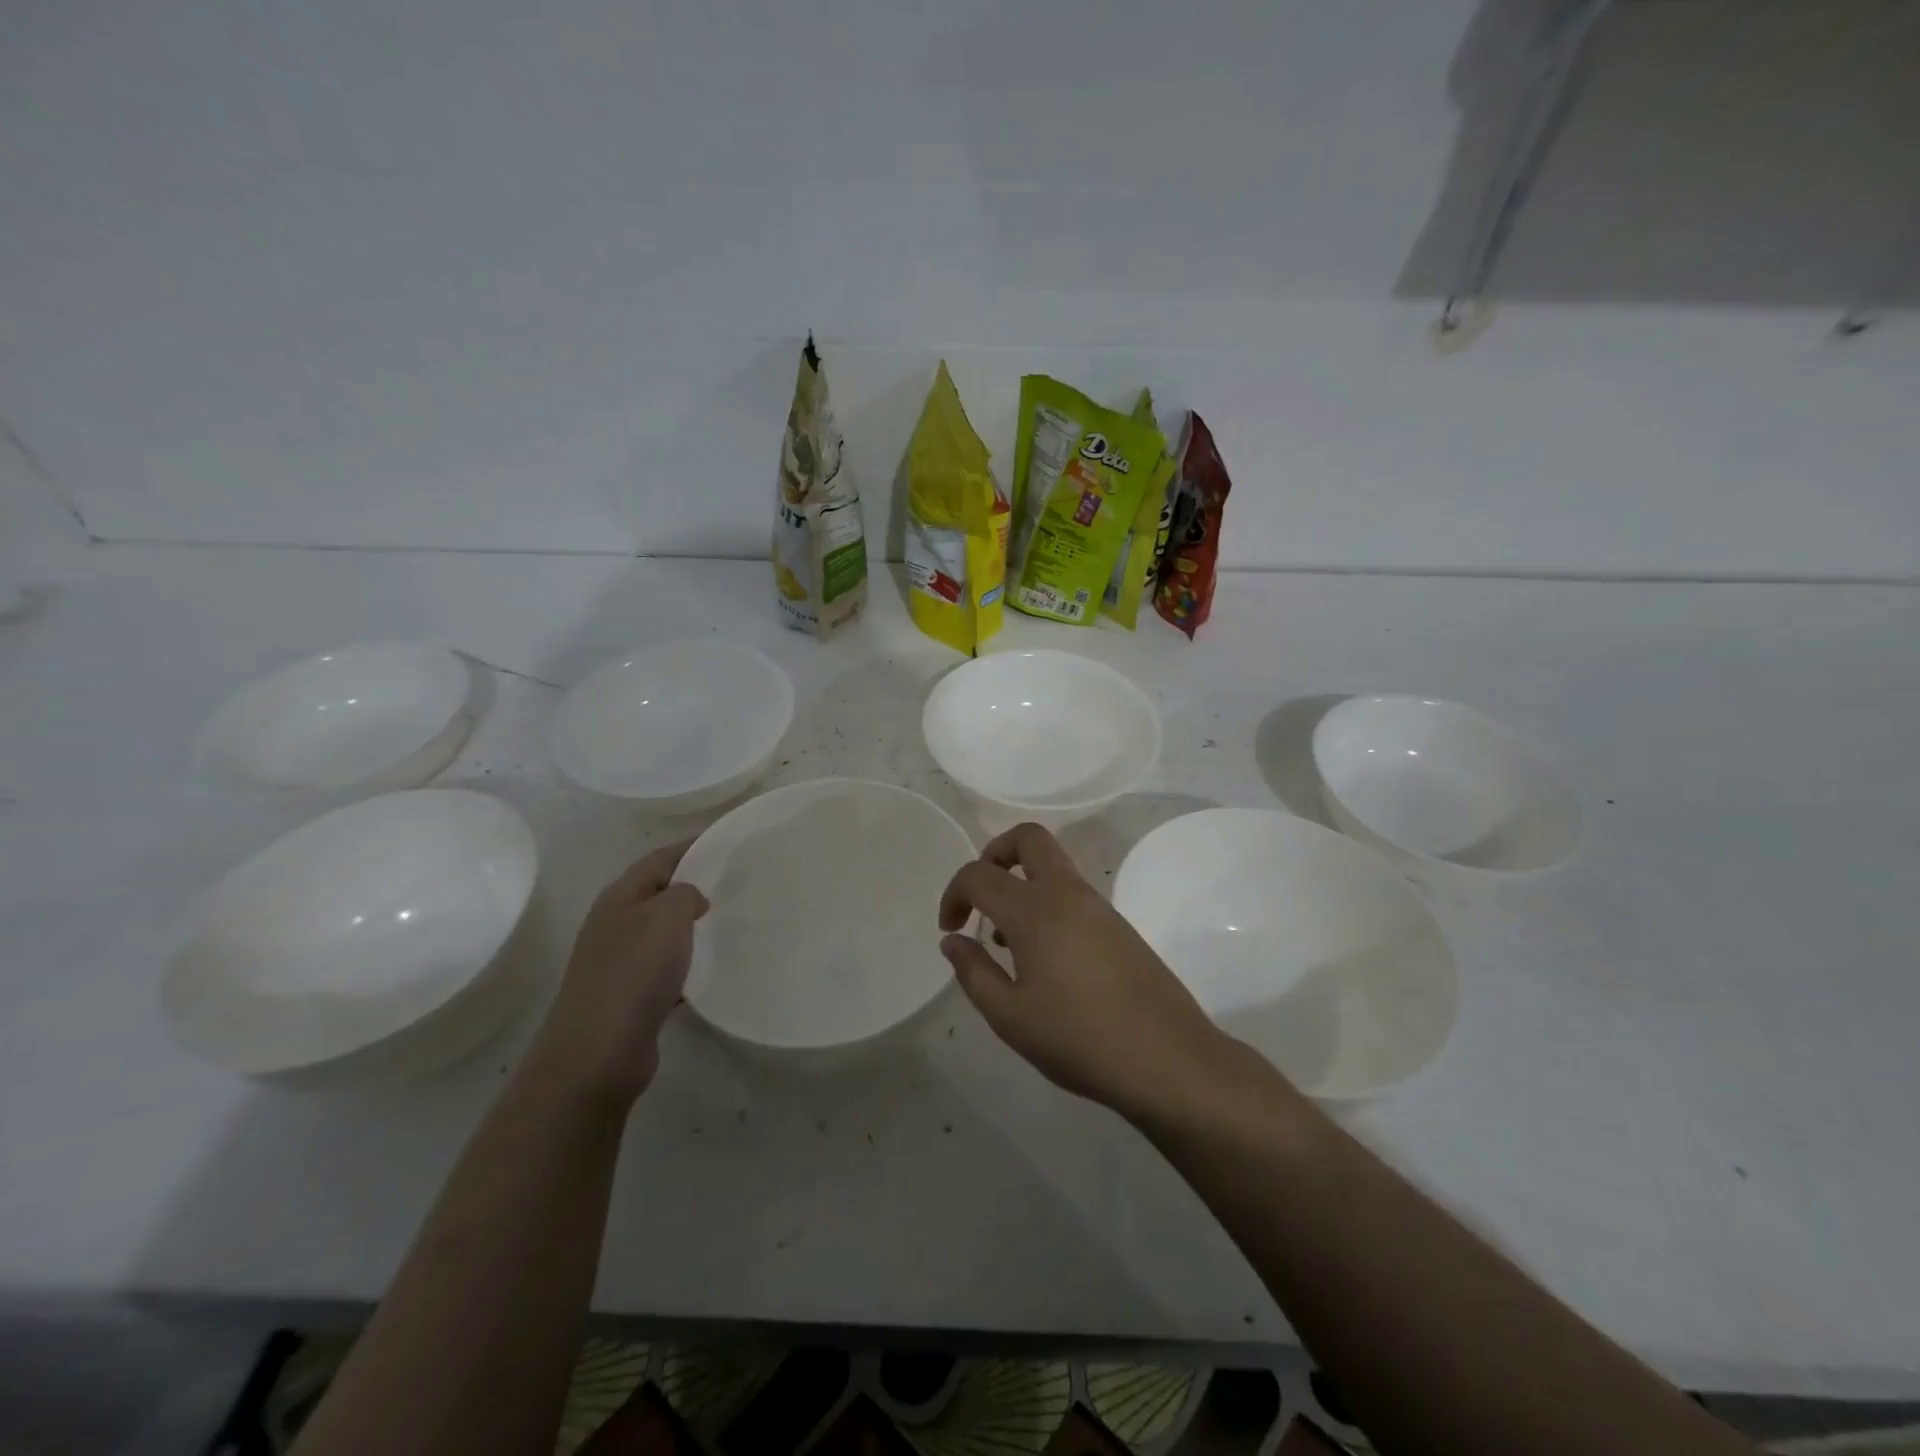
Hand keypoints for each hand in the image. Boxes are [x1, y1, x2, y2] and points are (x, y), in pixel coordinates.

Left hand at [525, 842, 708, 1110]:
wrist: (598, 1053)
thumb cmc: (634, 973)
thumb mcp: (668, 916)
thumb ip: (686, 893)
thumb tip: (693, 900)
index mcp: (619, 897)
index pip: (660, 858)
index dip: (692, 847)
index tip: (728, 843)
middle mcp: (615, 924)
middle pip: (660, 894)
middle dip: (695, 887)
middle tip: (737, 885)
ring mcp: (619, 962)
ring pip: (664, 933)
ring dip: (693, 928)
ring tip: (732, 925)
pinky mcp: (630, 997)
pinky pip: (666, 969)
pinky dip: (689, 965)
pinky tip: (712, 971)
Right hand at [938, 823, 1225, 1122]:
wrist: (1168, 1059)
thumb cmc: (1079, 1039)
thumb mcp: (1010, 1016)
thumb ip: (974, 972)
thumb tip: (953, 940)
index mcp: (1034, 909)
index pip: (979, 874)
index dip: (953, 894)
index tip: (950, 929)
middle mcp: (1067, 893)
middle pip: (1028, 838)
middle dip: (995, 853)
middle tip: (980, 897)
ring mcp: (1098, 906)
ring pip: (1053, 865)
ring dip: (1021, 882)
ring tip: (1006, 941)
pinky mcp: (1119, 925)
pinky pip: (1072, 893)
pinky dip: (1046, 903)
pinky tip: (1043, 957)